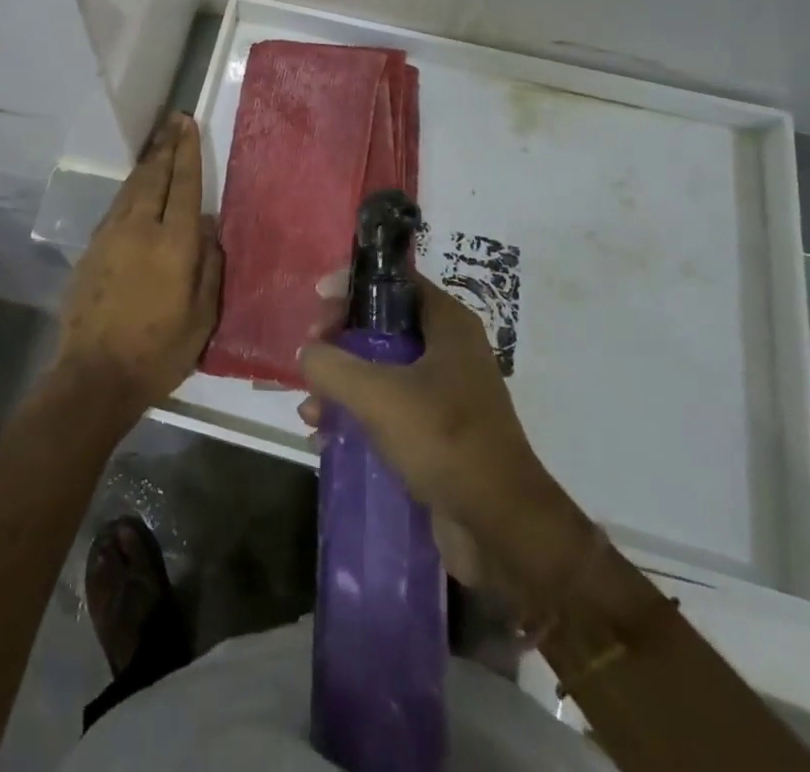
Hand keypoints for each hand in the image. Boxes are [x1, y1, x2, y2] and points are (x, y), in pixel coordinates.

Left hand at [56, 114, 220, 421]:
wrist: (94, 375)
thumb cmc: (159, 352)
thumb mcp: (202, 317)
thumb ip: (209, 265)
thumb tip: (209, 226)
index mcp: (174, 243)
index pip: (184, 185)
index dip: (187, 152)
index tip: (188, 124)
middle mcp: (140, 228)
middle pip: (154, 176)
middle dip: (165, 146)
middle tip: (173, 120)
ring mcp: (110, 236)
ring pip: (131, 188)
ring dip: (146, 163)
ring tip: (157, 143)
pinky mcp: (91, 249)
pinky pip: (116, 206)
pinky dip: (130, 188)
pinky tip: (135, 186)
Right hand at [298, 274, 585, 576]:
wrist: (502, 528)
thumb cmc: (444, 439)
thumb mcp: (378, 395)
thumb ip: (333, 365)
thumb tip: (307, 354)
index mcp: (447, 325)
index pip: (396, 281)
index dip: (354, 284)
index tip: (318, 300)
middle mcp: (448, 351)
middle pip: (382, 325)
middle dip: (340, 340)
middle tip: (310, 354)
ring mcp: (443, 394)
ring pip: (380, 371)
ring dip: (341, 385)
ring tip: (310, 409)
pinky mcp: (436, 434)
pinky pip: (387, 411)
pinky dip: (356, 417)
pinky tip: (325, 438)